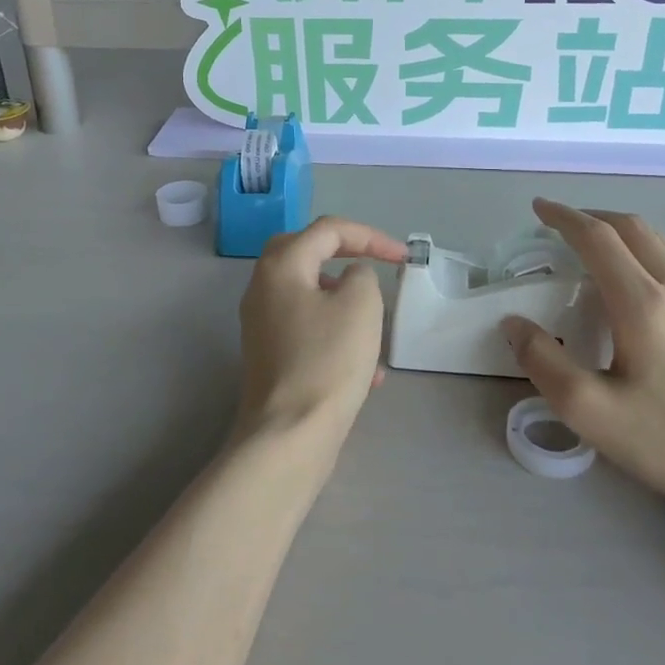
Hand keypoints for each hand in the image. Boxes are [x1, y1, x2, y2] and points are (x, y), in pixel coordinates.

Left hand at [236, 216, 407, 449]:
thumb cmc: (328, 361)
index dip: (370, 236)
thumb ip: (362, 275)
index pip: (328, 230)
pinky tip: (367, 374)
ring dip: (345, 304)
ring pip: (309, 296)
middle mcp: (263, 288)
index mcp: (281, 266)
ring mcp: (261, 324)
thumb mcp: (361, 305)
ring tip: (376, 331)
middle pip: (306, 253)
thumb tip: (351, 277)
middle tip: (375, 267)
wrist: (290, 434)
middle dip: (345, 256)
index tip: (403, 258)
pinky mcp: (269, 356)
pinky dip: (336, 337)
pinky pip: (307, 330)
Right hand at [502, 198, 664, 517]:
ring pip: (657, 244)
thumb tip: (514, 324)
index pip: (597, 238)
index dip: (563, 217)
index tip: (538, 208)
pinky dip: (639, 253)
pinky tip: (628, 286)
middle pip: (632, 228)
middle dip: (591, 216)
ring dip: (618, 232)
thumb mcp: (589, 410)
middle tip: (558, 224)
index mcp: (641, 303)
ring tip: (589, 247)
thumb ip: (542, 362)